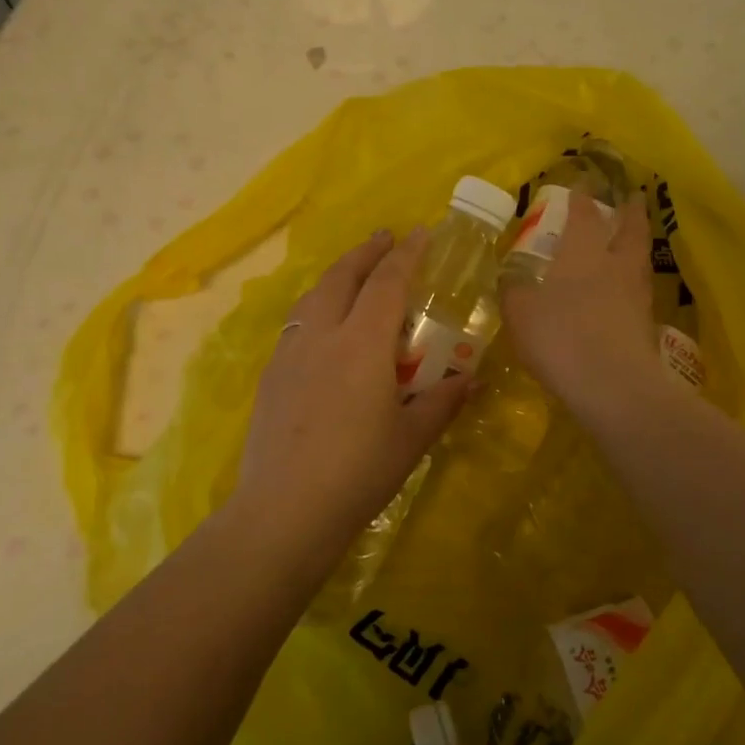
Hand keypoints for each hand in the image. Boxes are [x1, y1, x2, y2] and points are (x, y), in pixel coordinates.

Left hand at [236, 229, 470, 555]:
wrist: (284, 512)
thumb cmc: (358, 473)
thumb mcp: (411, 438)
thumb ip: (443, 401)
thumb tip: (472, 379)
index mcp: (362, 344)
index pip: (387, 283)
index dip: (406, 254)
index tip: (420, 232)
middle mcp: (322, 336)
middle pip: (342, 277)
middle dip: (366, 252)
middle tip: (384, 237)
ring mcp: (290, 354)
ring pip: (313, 297)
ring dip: (337, 276)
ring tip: (354, 273)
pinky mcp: (271, 377)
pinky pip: (297, 324)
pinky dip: (317, 306)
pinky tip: (324, 327)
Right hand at [499, 194, 664, 420]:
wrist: (612, 385)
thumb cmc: (560, 337)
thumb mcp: (520, 313)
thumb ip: (514, 291)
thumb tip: (510, 279)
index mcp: (583, 253)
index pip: (584, 216)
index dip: (582, 199)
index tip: (583, 186)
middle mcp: (615, 265)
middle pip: (630, 230)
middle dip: (631, 212)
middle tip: (634, 198)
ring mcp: (636, 295)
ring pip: (640, 259)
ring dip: (638, 244)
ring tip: (632, 241)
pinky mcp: (647, 325)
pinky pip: (640, 292)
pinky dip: (635, 282)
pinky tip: (626, 291)